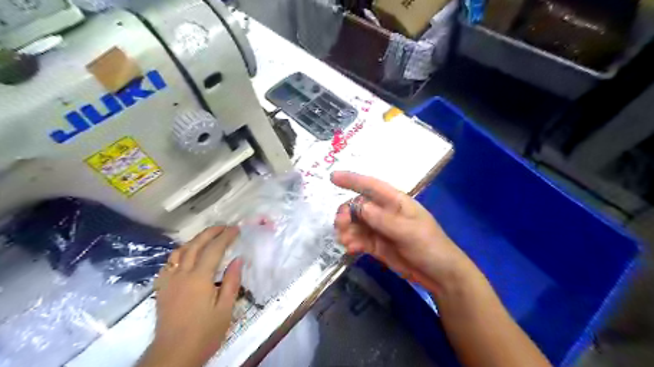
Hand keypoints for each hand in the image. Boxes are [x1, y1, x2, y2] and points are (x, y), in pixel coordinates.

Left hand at [137, 226, 242, 366]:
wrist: (173, 355)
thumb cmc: (204, 333)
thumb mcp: (225, 309)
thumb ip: (232, 282)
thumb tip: (238, 259)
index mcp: (199, 278)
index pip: (214, 249)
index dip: (226, 236)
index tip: (236, 229)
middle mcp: (182, 274)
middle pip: (195, 245)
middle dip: (210, 232)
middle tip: (224, 227)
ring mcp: (169, 281)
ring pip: (179, 252)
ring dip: (195, 240)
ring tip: (207, 237)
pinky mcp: (161, 289)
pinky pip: (169, 264)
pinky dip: (180, 254)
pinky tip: (186, 256)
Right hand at [332, 173, 475, 294]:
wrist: (439, 275)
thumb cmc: (430, 246)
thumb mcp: (408, 231)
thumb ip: (383, 219)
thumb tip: (358, 205)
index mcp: (395, 202)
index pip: (371, 186)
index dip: (351, 179)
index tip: (332, 178)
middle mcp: (384, 212)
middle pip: (357, 206)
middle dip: (346, 213)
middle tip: (341, 225)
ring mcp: (379, 229)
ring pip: (354, 224)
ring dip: (346, 230)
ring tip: (346, 241)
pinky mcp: (376, 245)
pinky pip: (358, 239)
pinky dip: (352, 242)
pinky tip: (351, 249)